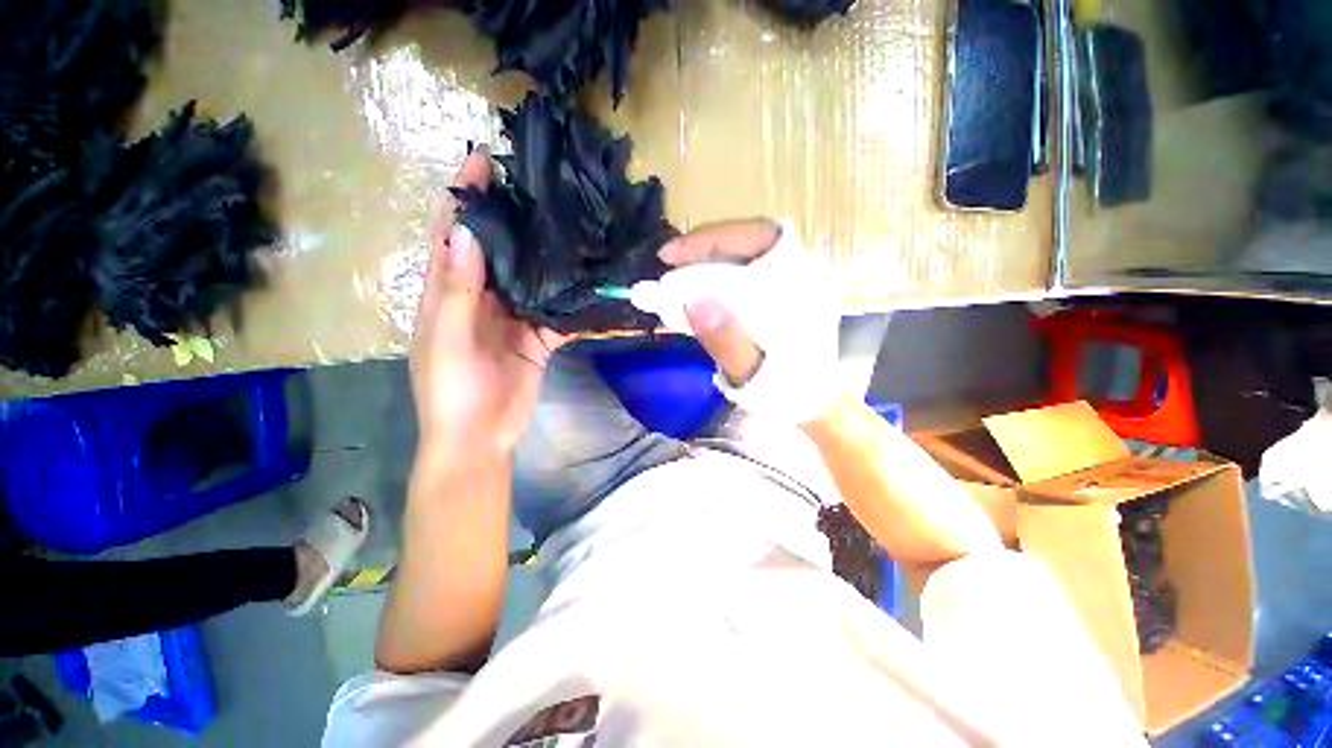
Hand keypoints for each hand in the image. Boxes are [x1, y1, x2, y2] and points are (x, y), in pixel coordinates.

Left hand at [411, 148, 566, 458]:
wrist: (481, 437)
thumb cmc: (451, 391)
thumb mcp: (446, 339)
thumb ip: (457, 290)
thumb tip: (470, 232)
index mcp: (447, 292)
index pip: (453, 234)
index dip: (464, 197)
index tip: (483, 159)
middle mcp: (481, 297)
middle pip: (498, 250)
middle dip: (513, 218)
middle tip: (540, 186)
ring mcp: (513, 317)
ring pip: (531, 279)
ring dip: (546, 255)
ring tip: (569, 222)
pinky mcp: (538, 338)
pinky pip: (557, 314)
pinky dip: (572, 301)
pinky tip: (590, 282)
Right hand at [657, 218, 840, 423]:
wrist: (807, 404)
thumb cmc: (785, 392)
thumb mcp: (753, 373)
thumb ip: (726, 341)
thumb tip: (694, 302)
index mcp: (804, 284)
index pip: (759, 236)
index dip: (712, 239)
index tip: (671, 256)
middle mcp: (800, 273)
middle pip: (747, 242)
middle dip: (702, 251)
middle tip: (666, 266)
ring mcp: (788, 282)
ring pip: (741, 257)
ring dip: (704, 265)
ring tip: (673, 283)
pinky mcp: (775, 294)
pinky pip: (740, 274)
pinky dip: (712, 280)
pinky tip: (692, 293)